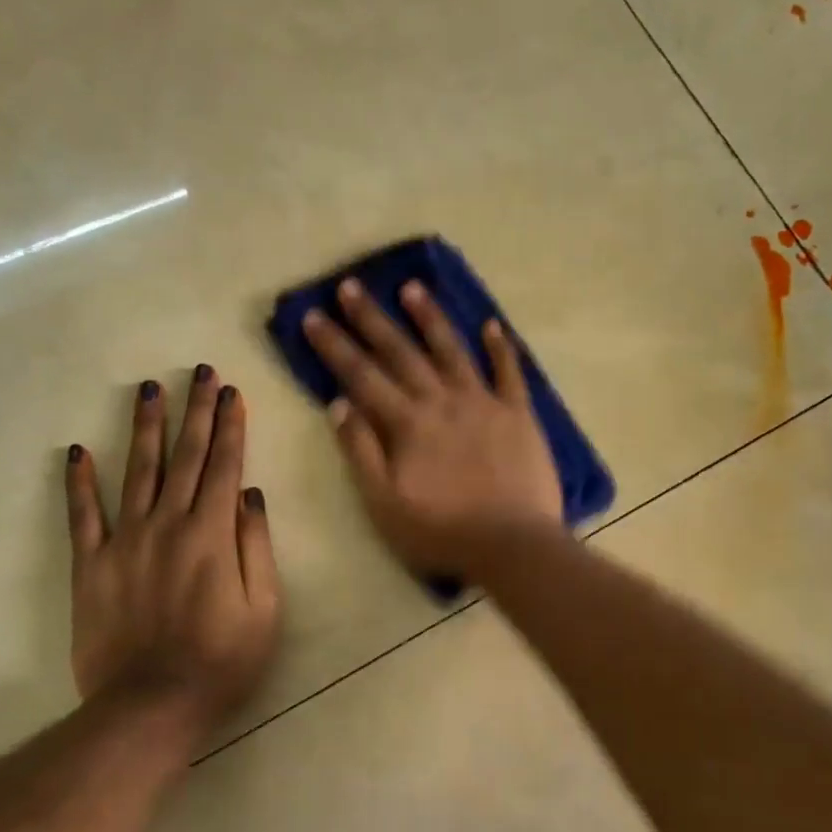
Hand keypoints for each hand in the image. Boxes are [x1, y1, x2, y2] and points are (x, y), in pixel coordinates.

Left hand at [65, 366, 280, 741]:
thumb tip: (249, 494)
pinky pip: (82, 516)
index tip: (231, 392)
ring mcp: (125, 541)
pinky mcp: (91, 565)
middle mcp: (167, 524)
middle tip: (198, 372)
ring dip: (145, 428)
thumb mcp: (264, 609)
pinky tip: (77, 451)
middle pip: (184, 457)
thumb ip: (256, 546)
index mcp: (212, 534)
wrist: (150, 707)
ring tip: (148, 390)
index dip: (229, 426)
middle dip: (194, 410)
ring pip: (137, 472)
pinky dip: (78, 483)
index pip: (223, 465)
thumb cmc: (221, 661)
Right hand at [302, 279, 563, 576]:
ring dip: (430, 318)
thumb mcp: (384, 503)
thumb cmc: (442, 532)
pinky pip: (509, 373)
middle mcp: (442, 401)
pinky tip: (492, 325)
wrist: (513, 546)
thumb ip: (360, 451)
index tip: (313, 315)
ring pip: (452, 350)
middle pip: (401, 352)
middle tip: (351, 285)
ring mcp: (483, 403)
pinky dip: (501, 348)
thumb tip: (338, 404)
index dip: (334, 344)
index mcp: (407, 423)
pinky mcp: (519, 415)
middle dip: (372, 318)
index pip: (361, 375)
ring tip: (413, 288)